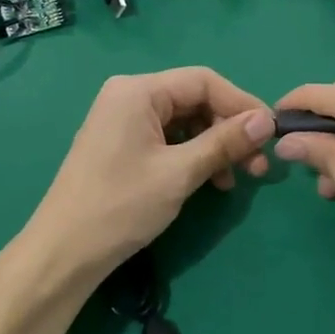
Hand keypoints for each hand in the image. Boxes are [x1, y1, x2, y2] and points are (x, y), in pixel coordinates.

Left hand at [18, 68, 274, 289]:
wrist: (64, 252)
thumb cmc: (121, 206)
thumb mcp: (180, 172)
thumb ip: (224, 142)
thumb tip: (268, 120)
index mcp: (138, 91)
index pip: (203, 81)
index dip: (241, 104)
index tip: (270, 133)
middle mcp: (129, 96)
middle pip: (195, 100)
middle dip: (229, 129)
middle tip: (257, 165)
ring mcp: (123, 120)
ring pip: (185, 122)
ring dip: (215, 146)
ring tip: (236, 180)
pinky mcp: (122, 144)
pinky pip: (168, 139)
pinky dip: (193, 156)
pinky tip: (211, 181)